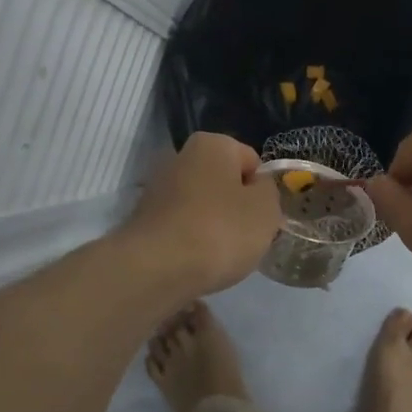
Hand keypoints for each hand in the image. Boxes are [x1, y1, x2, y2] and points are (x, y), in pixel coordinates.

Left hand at [121, 132, 283, 297]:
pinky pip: (182, 225)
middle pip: (224, 182)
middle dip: (237, 207)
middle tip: (246, 237)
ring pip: (202, 205)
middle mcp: (181, 156)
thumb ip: (268, 191)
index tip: (263, 218)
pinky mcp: (143, 218)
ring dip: (214, 224)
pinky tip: (197, 261)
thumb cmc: (220, 230)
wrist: (157, 268)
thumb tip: (256, 188)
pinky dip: (192, 240)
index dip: (263, 190)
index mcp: (212, 144)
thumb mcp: (266, 209)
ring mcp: (157, 187)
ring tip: (221, 254)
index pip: (252, 162)